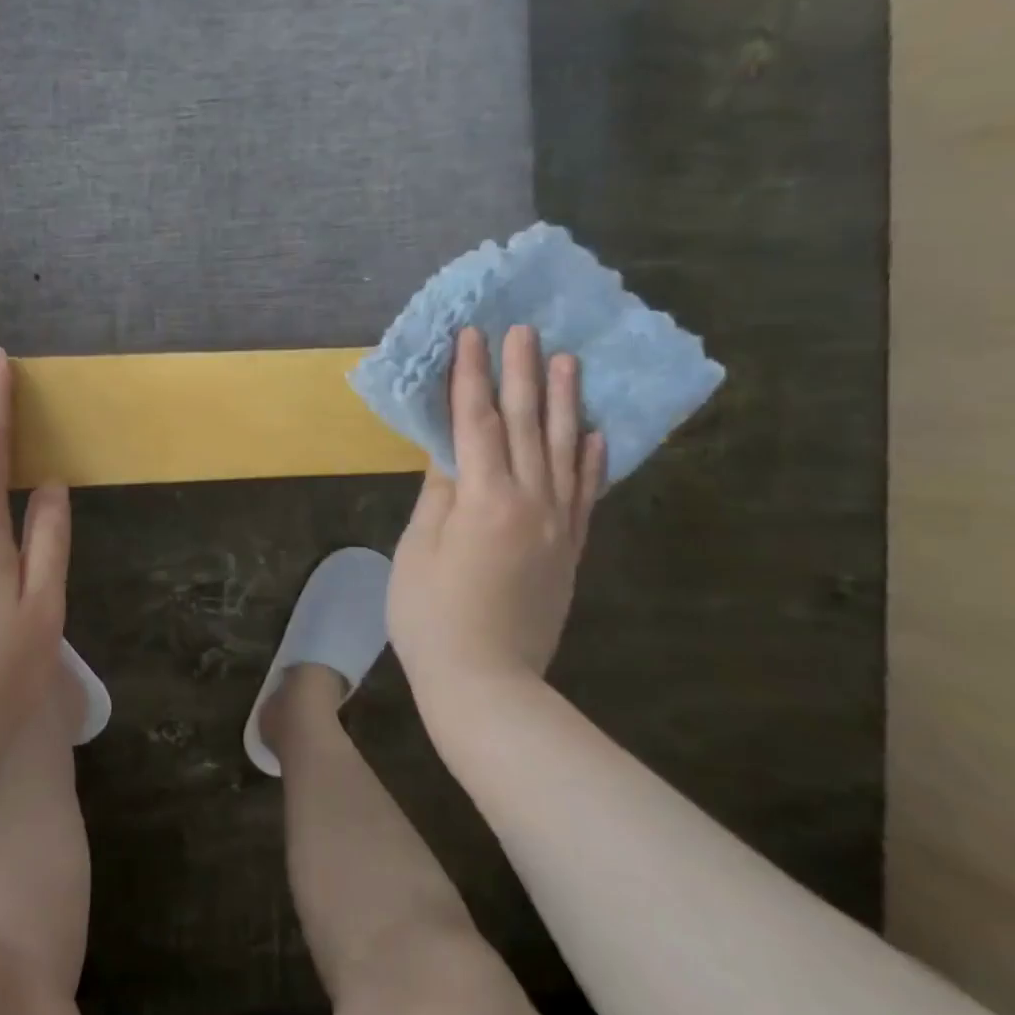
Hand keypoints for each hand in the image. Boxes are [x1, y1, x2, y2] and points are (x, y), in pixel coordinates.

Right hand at [388, 325, 604, 723]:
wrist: (487, 685)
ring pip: (565, 450)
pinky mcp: (571, 549)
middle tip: (523, 329)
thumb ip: (439, 493)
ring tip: (567, 360)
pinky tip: (595, 432)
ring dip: (564, 402)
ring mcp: (560, 526)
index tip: (471, 336)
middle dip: (521, 373)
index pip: (477, 422)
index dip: (471, 377)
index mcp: (486, 500)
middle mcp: (532, 502)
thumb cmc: (432, 617)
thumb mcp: (419, 550)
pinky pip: (587, 493)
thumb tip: (450, 449)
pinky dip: (592, 459)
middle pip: (527, 425)